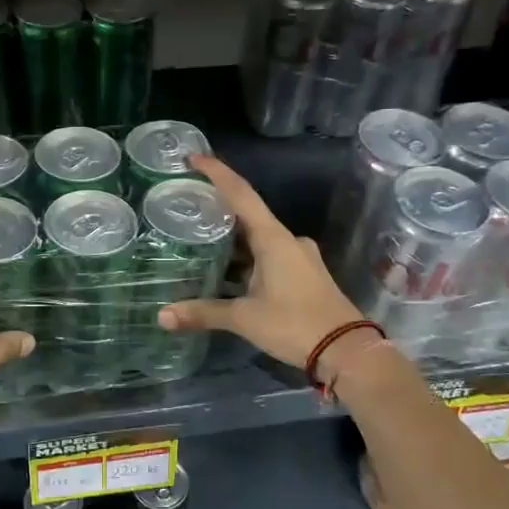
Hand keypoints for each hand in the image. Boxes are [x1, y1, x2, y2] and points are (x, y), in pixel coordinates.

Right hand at [158, 155, 368, 374]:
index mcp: (273, 239)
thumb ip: (203, 313)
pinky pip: (269, 256)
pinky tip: (227, 272)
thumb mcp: (244, 318)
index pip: (241, 194)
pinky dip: (247, 258)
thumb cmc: (295, 324)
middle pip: (248, 214)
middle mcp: (288, 240)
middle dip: (219, 209)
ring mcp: (299, 257)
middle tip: (188, 204)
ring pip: (259, 239)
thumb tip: (161, 316)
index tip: (193, 157)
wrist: (347, 351)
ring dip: (233, 240)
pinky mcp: (304, 275)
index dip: (217, 172)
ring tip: (199, 239)